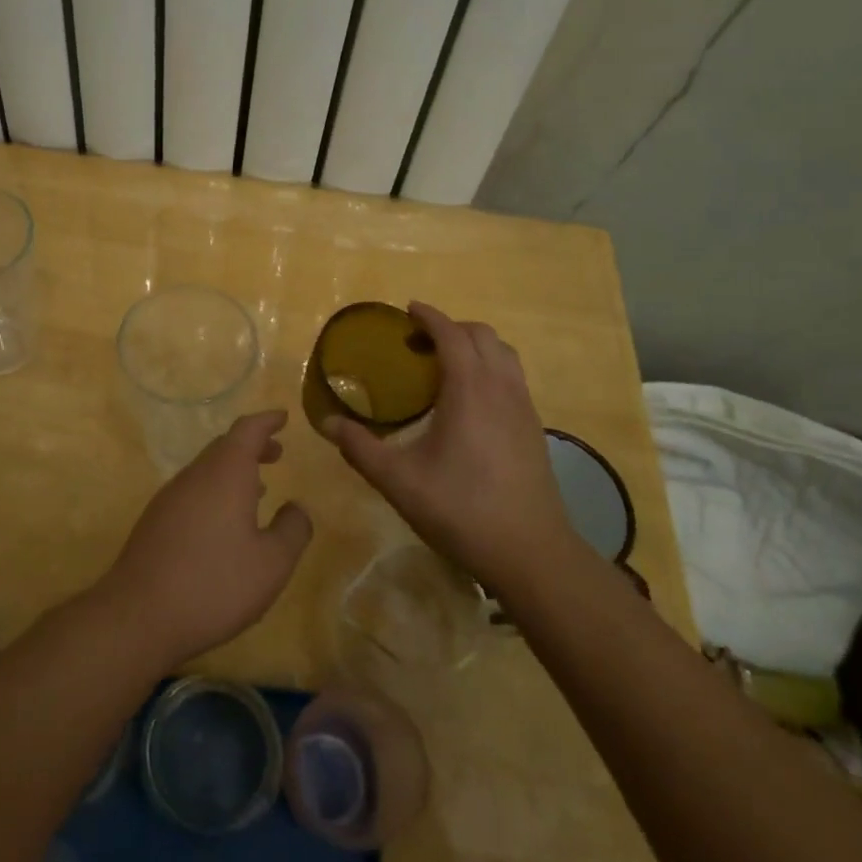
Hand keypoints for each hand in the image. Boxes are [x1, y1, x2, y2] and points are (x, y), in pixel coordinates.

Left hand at [98, 410, 312, 667]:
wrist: (139, 615)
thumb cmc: (214, 584)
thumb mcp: (272, 564)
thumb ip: (292, 530)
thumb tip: (297, 508)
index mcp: (225, 474)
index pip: (247, 430)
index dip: (266, 421)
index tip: (283, 417)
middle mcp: (195, 476)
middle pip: (224, 447)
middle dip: (252, 446)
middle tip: (276, 453)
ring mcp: (170, 497)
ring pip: (206, 470)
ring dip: (233, 471)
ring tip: (258, 489)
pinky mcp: (155, 521)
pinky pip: (192, 491)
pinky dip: (215, 491)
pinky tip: (224, 523)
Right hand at [322, 302, 572, 581]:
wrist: (530, 552)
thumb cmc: (461, 509)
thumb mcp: (398, 480)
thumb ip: (360, 448)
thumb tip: (327, 423)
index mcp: (470, 390)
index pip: (452, 334)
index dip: (430, 317)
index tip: (408, 310)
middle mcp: (502, 388)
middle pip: (483, 336)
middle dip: (452, 328)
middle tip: (420, 342)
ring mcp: (524, 407)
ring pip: (504, 355)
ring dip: (476, 347)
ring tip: (446, 365)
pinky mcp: (535, 428)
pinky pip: (513, 378)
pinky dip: (491, 369)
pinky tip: (471, 402)